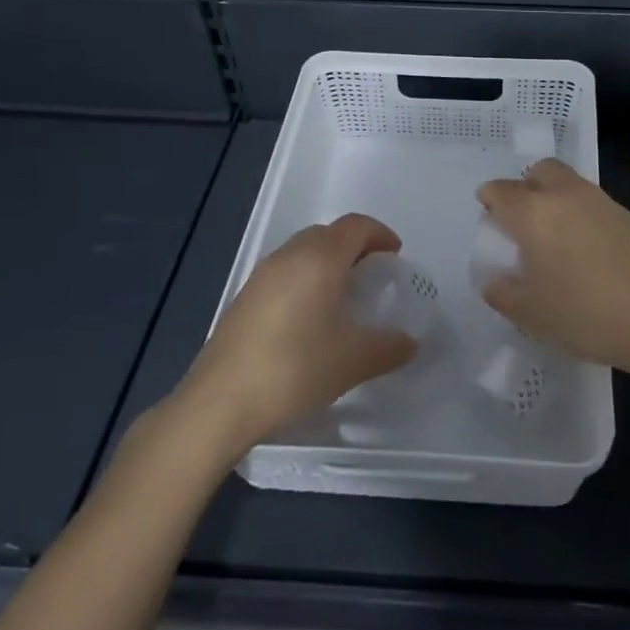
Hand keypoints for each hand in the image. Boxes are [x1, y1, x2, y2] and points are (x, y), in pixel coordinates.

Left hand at [179, 214, 416, 447]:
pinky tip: (309, 317)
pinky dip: (305, 278)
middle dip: (355, 246)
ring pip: (303, 251)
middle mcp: (289, 256)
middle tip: (373, 274)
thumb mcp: (354, 362)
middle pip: (328, 233)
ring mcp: (261, 275)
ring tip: (343, 295)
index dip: (380, 234)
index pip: (356, 227)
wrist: (220, 402)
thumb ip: (389, 348)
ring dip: (328, 261)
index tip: (395, 256)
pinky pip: (284, 271)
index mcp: (320, 259)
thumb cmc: (295, 370)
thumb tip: (410, 343)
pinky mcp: (244, 297)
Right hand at [475, 159, 629, 378]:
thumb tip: (494, 281)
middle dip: (526, 186)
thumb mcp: (532, 314)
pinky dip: (581, 214)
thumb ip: (504, 294)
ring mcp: (601, 201)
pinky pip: (592, 202)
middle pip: (540, 171)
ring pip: (569, 184)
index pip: (501, 191)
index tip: (488, 216)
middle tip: (522, 220)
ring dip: (555, 199)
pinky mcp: (628, 215)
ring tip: (554, 239)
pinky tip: (586, 250)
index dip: (489, 199)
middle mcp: (565, 195)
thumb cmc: (585, 313)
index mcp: (534, 212)